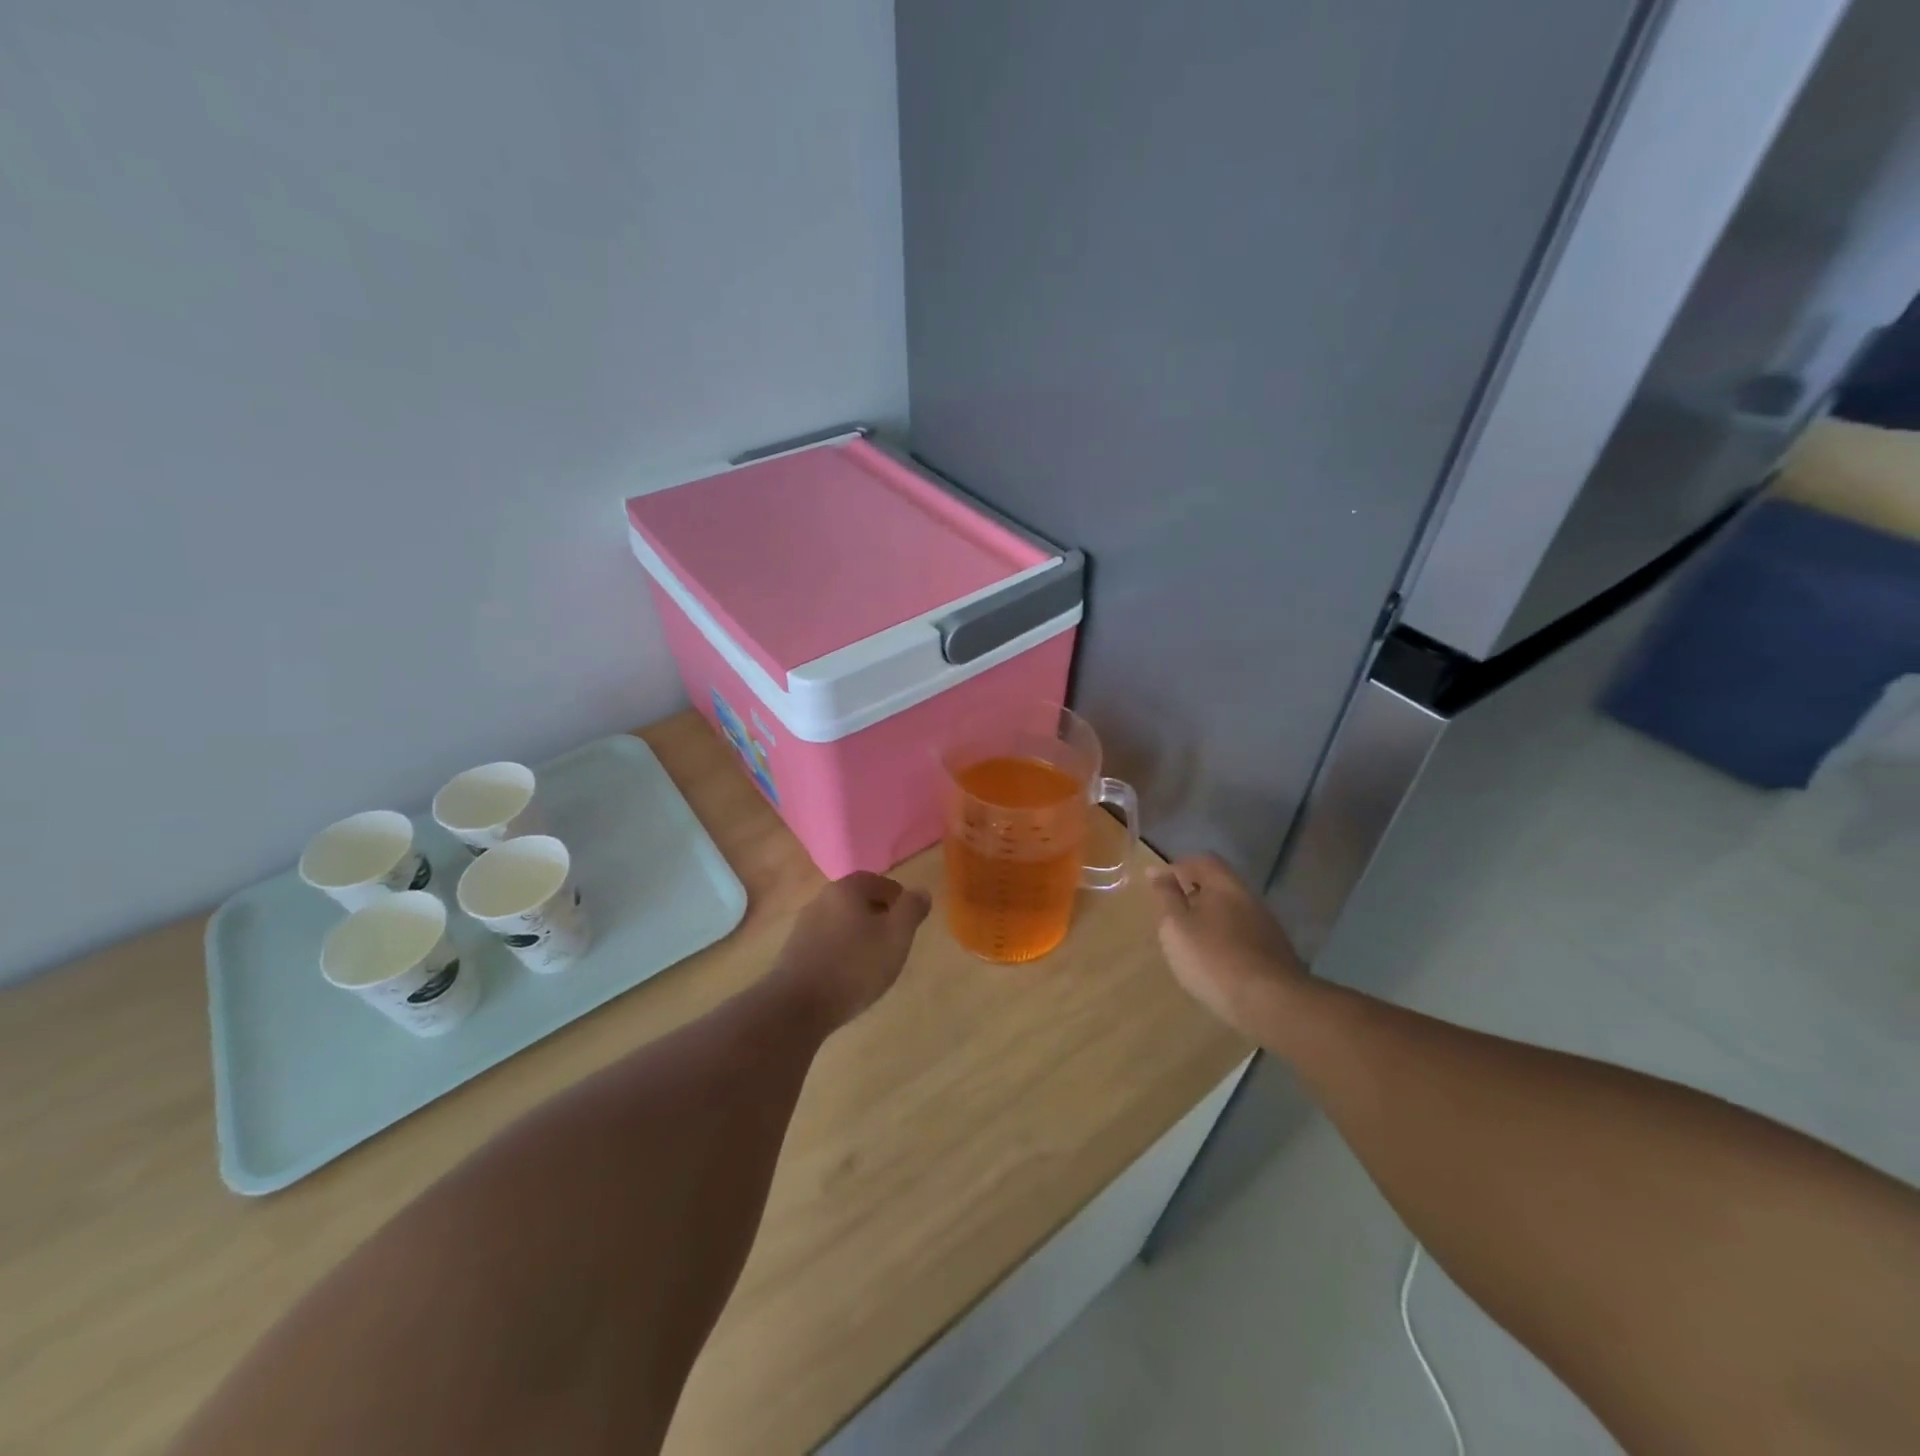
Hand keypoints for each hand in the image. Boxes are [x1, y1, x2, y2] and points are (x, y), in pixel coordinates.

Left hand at [774, 872, 931, 1030]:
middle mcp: (821, 900)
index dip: (897, 896)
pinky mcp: (794, 951)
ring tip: (875, 959)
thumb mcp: (896, 937)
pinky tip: (849, 974)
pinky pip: (827, 942)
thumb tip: (921, 891)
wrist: (796, 1006)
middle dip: (878, 915)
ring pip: (841, 922)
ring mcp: (804, 926)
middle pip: (857, 900)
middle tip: (896, 939)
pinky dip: (842, 950)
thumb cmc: (854, 966)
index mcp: (846, 889)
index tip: (909, 918)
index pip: (876, 880)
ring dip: (859, 934)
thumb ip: (911, 910)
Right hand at [1150, 854, 1307, 1035]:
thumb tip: (1157, 871)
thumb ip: (1166, 896)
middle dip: (1193, 895)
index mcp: (1224, 885)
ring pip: (1231, 912)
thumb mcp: (1176, 926)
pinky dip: (1224, 940)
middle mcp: (1249, 898)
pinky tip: (1214, 962)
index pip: (1202, 861)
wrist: (1271, 1003)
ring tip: (1189, 942)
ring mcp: (1266, 926)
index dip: (1179, 867)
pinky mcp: (1274, 953)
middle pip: (1218, 886)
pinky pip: (1241, 935)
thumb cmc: (1213, 958)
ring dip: (1209, 919)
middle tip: (1171, 915)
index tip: (1158, 884)